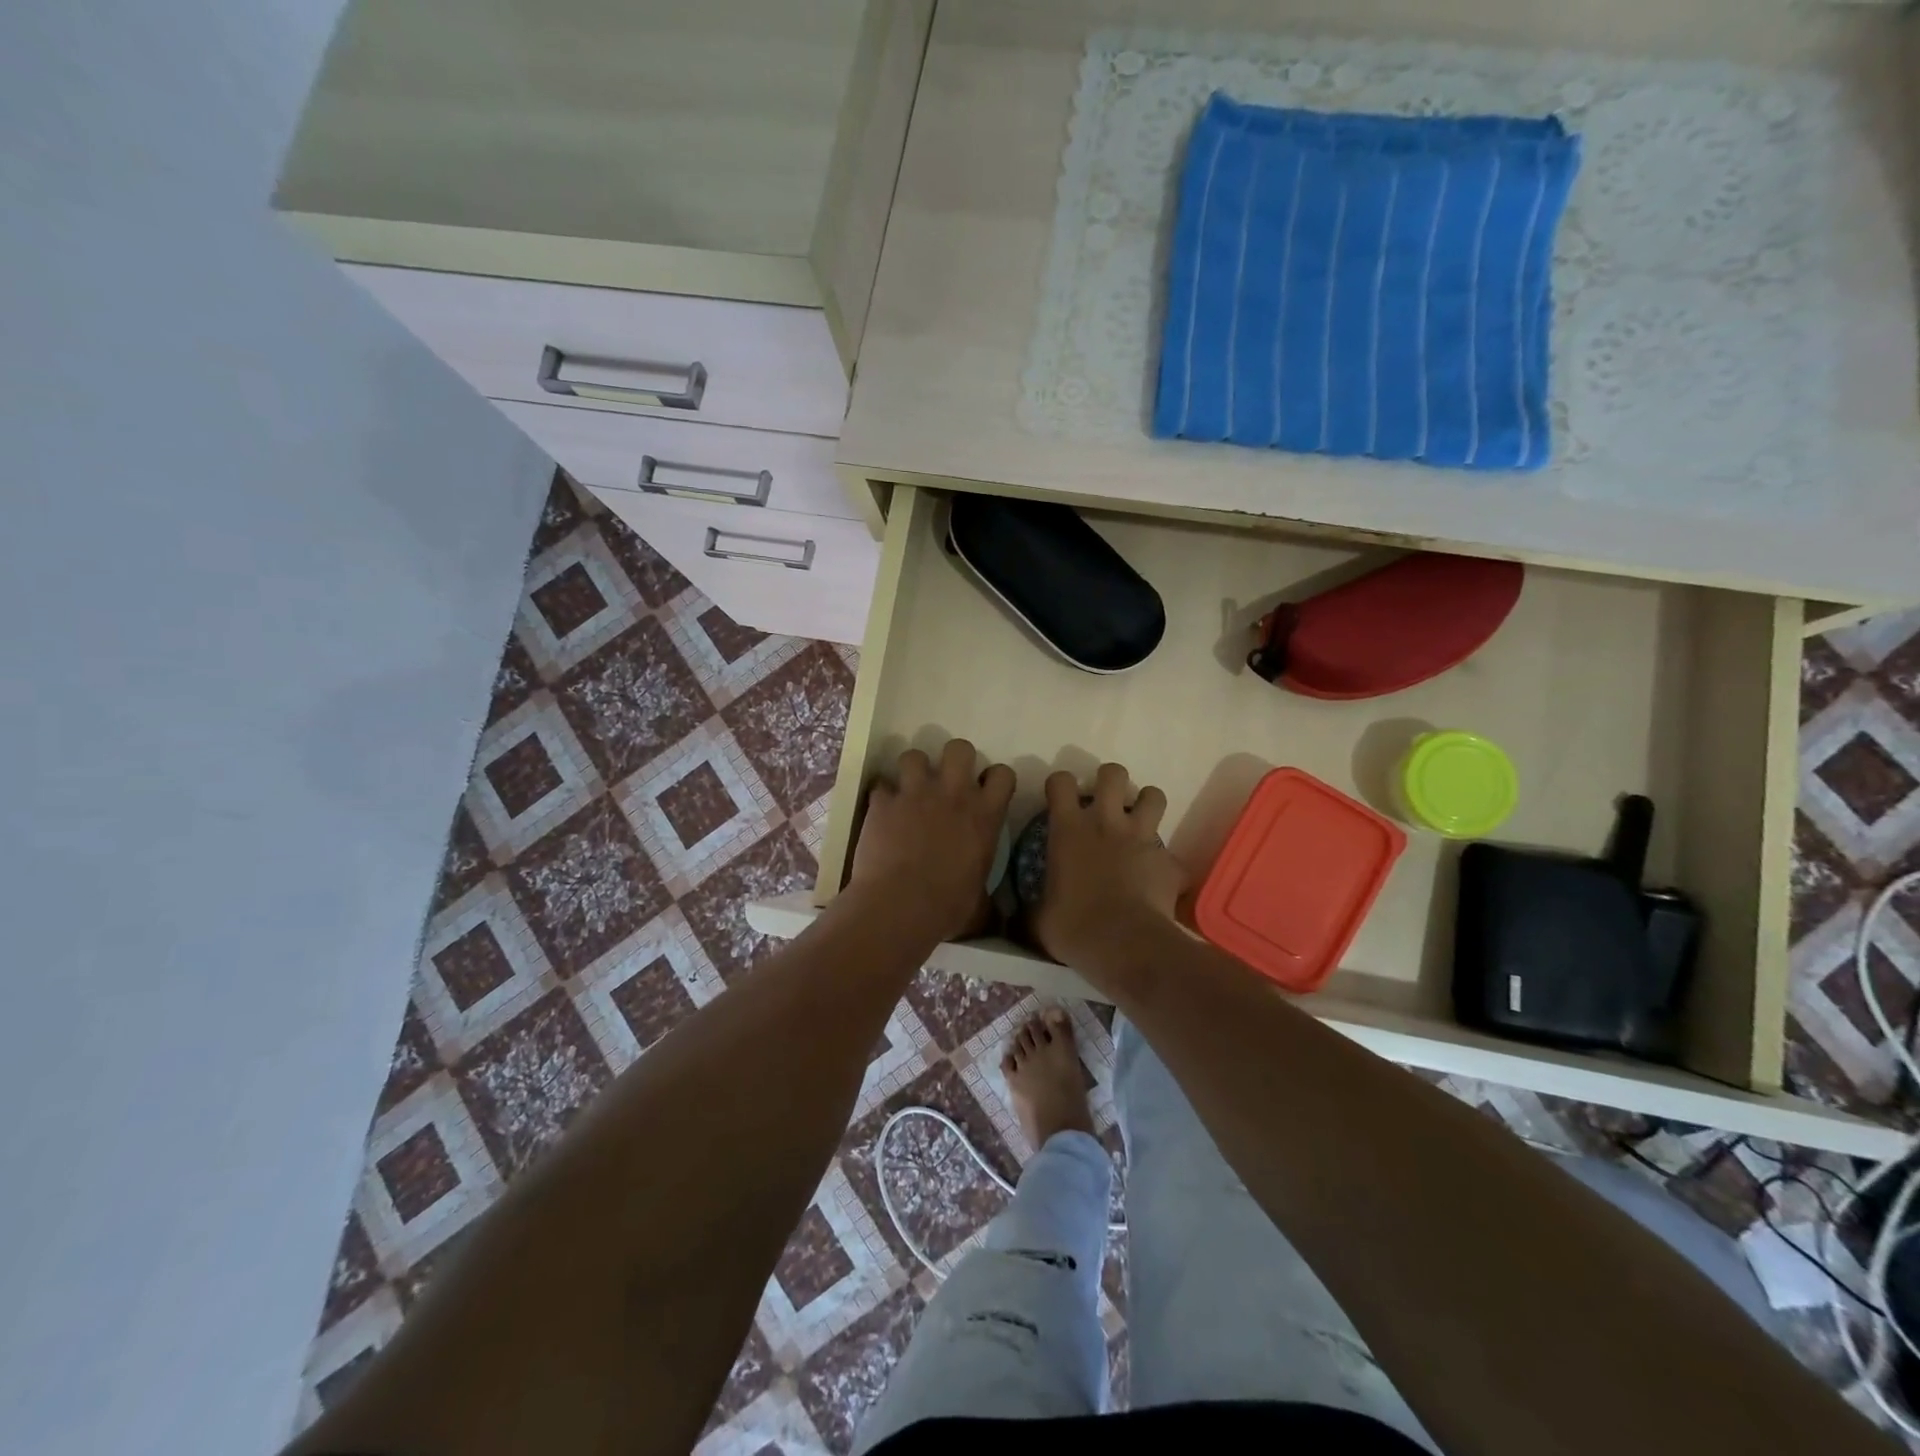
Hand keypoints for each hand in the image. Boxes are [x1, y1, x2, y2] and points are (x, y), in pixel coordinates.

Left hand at [848, 740, 1015, 941]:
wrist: (899, 907)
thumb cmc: (947, 908)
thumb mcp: (980, 903)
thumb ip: (988, 895)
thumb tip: (995, 911)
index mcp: (985, 816)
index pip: (1003, 774)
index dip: (994, 780)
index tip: (986, 792)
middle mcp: (953, 794)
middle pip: (959, 748)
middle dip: (953, 759)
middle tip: (946, 782)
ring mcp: (915, 794)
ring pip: (914, 755)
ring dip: (913, 770)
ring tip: (909, 789)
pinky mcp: (883, 802)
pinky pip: (880, 785)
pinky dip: (881, 796)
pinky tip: (881, 811)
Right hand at [1033, 762, 1185, 972]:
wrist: (1123, 945)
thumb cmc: (1073, 927)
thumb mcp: (1038, 919)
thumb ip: (1032, 908)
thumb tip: (1019, 918)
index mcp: (1069, 829)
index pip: (1060, 782)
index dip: (1059, 784)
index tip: (1059, 799)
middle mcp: (1106, 823)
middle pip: (1113, 773)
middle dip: (1110, 780)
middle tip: (1105, 802)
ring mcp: (1142, 838)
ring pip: (1153, 796)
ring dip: (1146, 805)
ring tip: (1139, 823)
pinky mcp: (1169, 862)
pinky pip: (1172, 856)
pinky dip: (1166, 865)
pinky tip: (1158, 881)